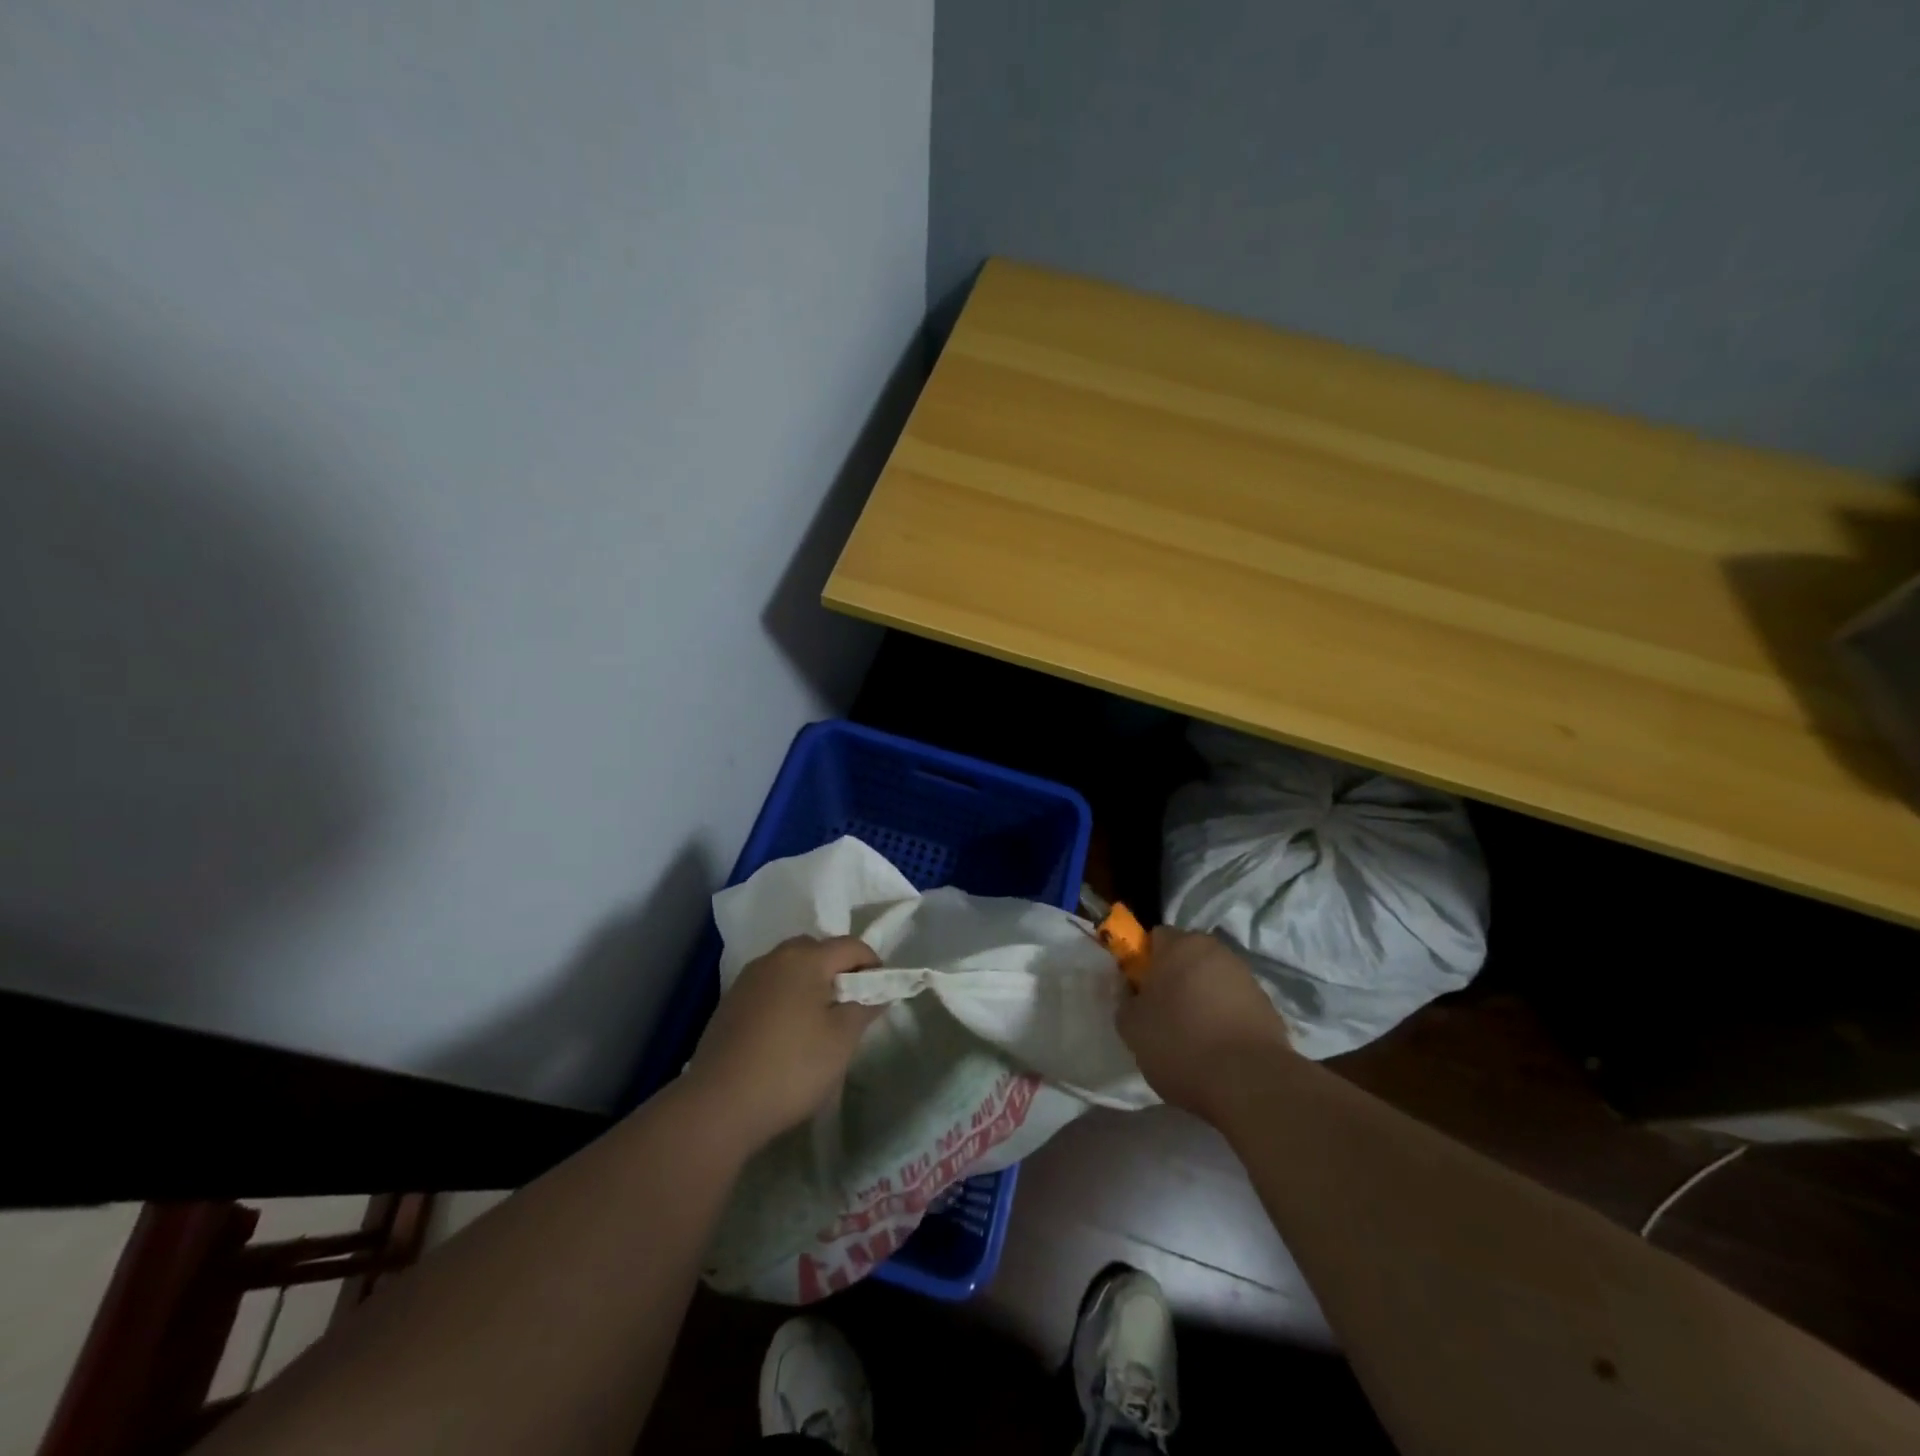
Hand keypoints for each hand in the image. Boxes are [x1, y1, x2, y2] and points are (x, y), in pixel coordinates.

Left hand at [683, 935, 884, 1150]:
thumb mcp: (842, 1040)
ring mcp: (748, 979)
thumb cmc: (791, 1067)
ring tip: (819, 1021)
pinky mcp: (730, 1003)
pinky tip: (786, 1033)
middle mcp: (775, 957)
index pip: (851, 946)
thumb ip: (865, 1007)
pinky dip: (786, 998)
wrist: (718, 1105)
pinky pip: (770, 987)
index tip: (881, 995)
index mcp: (806, 958)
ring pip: (791, 967)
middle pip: (818, 950)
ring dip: (810, 983)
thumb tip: (878, 991)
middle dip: (839, 970)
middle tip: (850, 1006)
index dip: (873, 966)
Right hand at [1117, 926, 1292, 1121]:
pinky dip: (1224, 1018)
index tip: (1138, 991)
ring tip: (1192, 1036)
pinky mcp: (1268, 1006)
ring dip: (1201, 998)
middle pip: (1187, 957)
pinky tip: (1217, 1048)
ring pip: (1212, 980)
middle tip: (1161, 1013)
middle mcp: (1217, 951)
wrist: (1249, 1083)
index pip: (1155, 937)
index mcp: (1181, 945)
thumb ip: (1124, 1000)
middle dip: (1174, 978)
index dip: (1143, 961)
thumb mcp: (1131, 1026)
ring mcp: (1247, 977)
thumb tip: (1131, 992)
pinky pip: (1235, 1004)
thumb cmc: (1180, 1044)